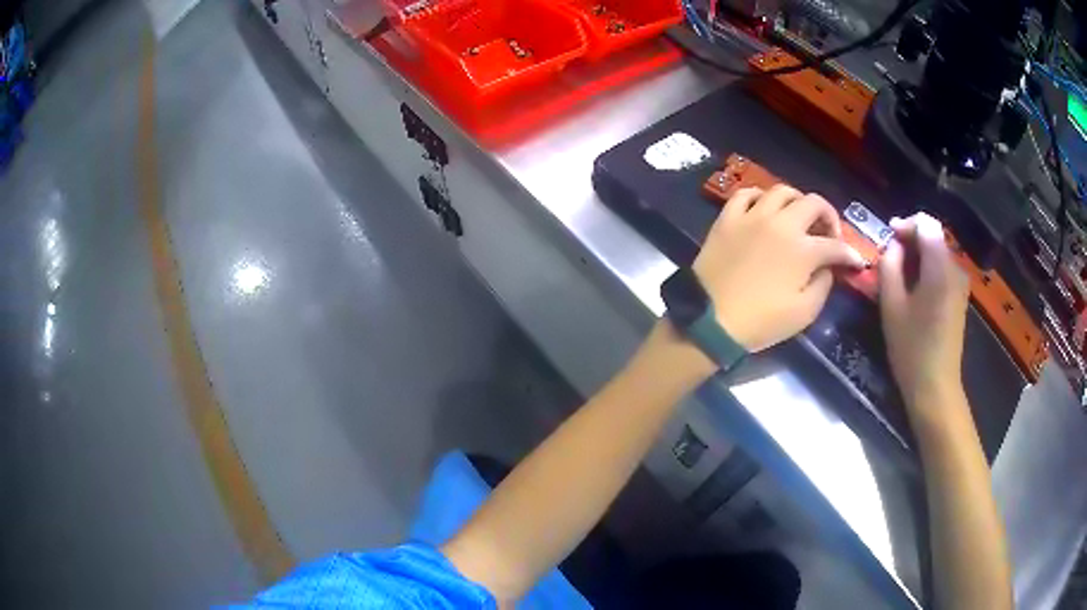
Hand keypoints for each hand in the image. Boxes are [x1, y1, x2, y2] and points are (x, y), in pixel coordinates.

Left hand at [693, 186, 865, 351]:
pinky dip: (759, 197)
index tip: (855, 262)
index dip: (850, 255)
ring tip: (799, 217)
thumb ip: (823, 285)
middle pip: (813, 203)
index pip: (835, 246)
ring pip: (781, 191)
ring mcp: (752, 216)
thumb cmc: (760, 322)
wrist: (709, 320)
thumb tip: (827, 267)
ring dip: (797, 201)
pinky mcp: (727, 218)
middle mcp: (781, 224)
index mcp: (803, 250)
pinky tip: (764, 208)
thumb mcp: (803, 313)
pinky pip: (745, 194)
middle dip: (828, 215)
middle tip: (829, 233)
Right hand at [878, 213, 969, 407]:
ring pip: (937, 254)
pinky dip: (926, 270)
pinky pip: (942, 270)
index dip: (905, 225)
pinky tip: (914, 290)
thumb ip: (890, 265)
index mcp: (940, 267)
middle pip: (933, 237)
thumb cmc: (912, 348)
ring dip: (917, 257)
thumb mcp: (891, 305)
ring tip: (898, 276)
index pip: (926, 224)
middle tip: (888, 259)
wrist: (935, 387)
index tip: (887, 238)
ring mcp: (960, 284)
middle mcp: (955, 268)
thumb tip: (893, 245)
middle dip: (910, 241)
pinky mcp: (959, 297)